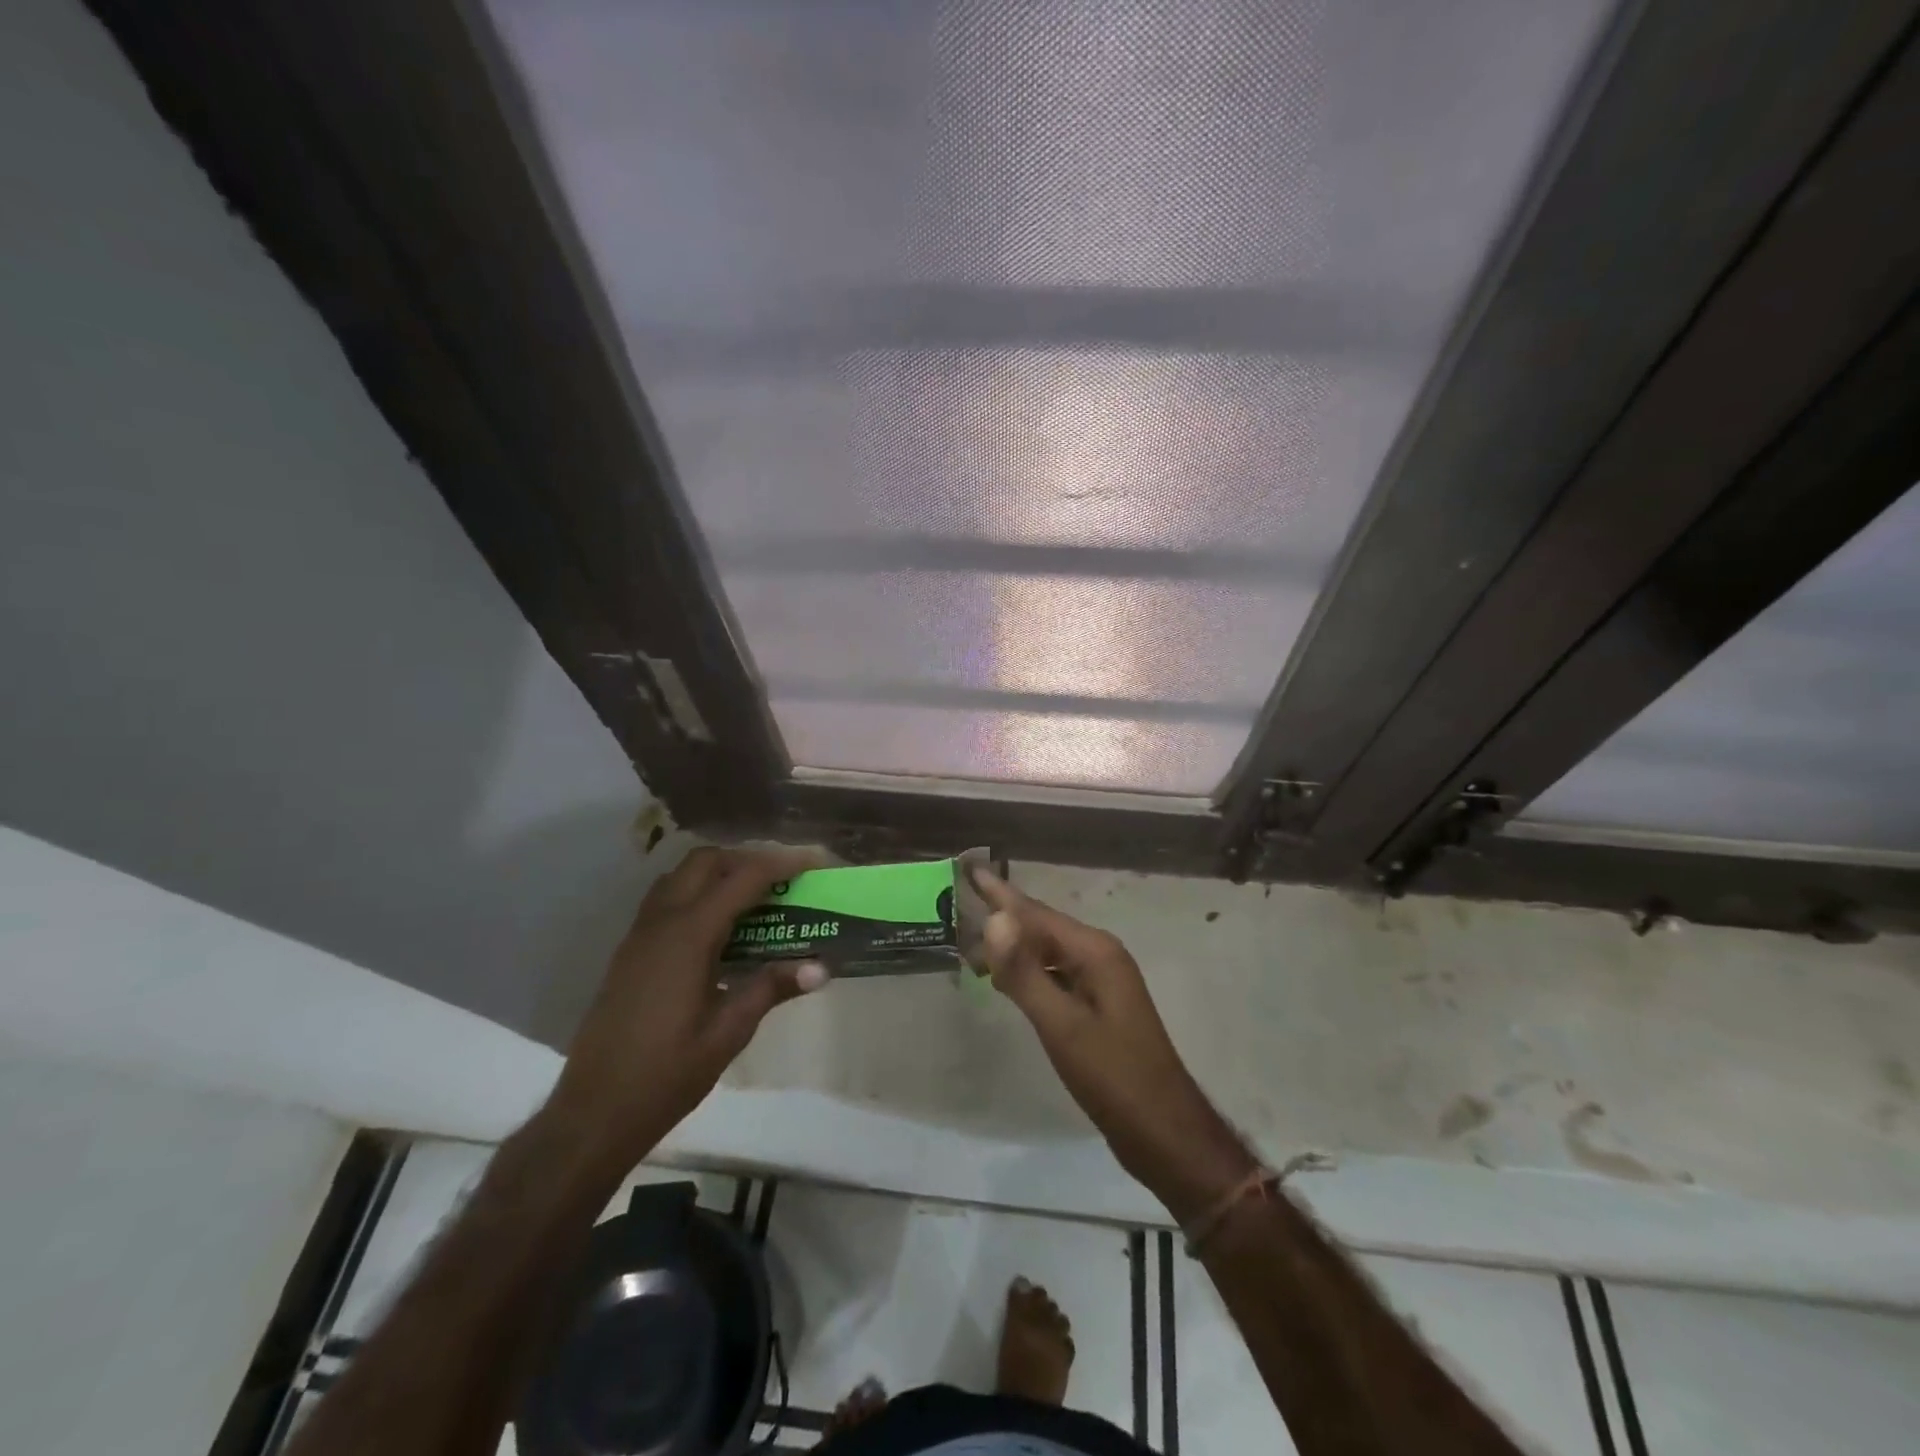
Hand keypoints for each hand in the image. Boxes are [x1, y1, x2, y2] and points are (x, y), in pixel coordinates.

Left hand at [548, 846, 827, 1167]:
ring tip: (754, 899)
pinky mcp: (629, 952)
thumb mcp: (728, 1033)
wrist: (593, 1112)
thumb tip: (821, 967)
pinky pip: (666, 900)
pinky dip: (697, 893)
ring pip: (680, 876)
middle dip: (747, 859)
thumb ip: (771, 989)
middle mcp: (661, 922)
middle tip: (782, 881)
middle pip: (706, 862)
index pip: (742, 879)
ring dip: (718, 873)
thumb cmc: (666, 1074)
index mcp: (688, 936)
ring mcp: (639, 935)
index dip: (781, 864)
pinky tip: (718, 930)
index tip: (813, 861)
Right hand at [973, 867, 1256, 1222]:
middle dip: (1003, 916)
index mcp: (1095, 952)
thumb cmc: (1112, 1076)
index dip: (999, 893)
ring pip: (1048, 951)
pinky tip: (1008, 980)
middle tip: (960, 906)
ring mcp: (1102, 983)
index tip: (968, 869)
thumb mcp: (1062, 1024)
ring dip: (1013, 946)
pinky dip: (1028, 971)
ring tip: (973, 943)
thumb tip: (994, 918)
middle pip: (1042, 927)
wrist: (1164, 1133)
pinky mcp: (1099, 1007)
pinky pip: (1056, 974)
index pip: (1035, 913)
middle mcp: (1101, 957)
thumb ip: (1025, 972)